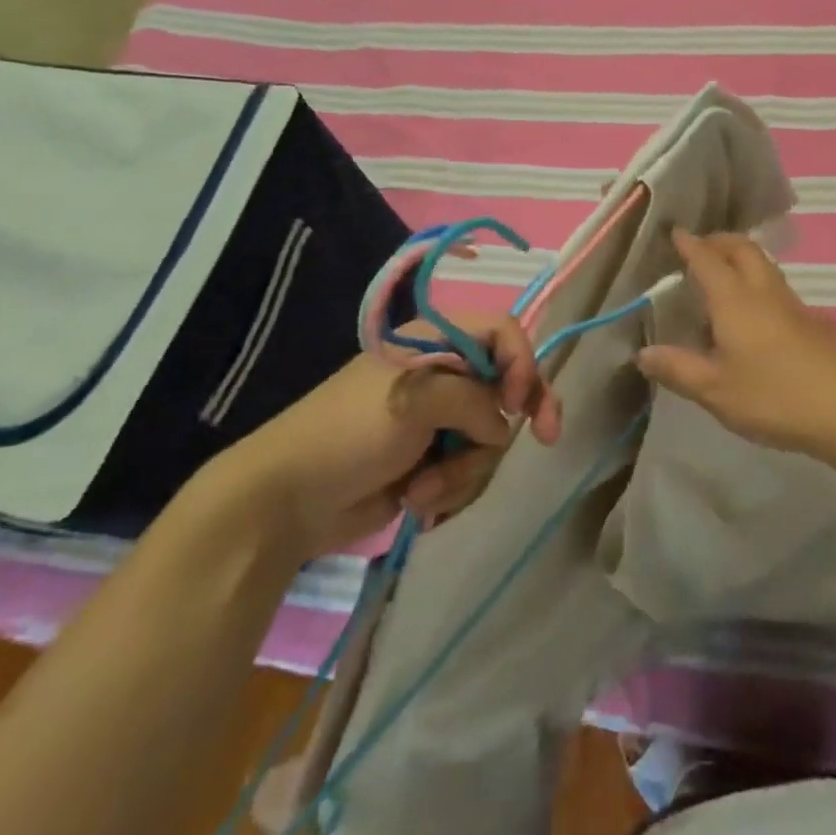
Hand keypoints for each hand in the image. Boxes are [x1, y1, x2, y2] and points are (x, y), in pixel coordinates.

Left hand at [212, 313, 559, 559]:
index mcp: (435, 343)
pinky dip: (450, 486)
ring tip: (423, 487)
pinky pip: (470, 469)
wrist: (287, 502)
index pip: (501, 332)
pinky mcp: (432, 461)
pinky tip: (417, 500)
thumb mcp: (415, 400)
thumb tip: (500, 426)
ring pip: (490, 436)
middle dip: (517, 416)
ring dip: (465, 467)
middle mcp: (443, 376)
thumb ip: (474, 401)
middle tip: (548, 437)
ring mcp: (438, 421)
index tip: (520, 400)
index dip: (522, 359)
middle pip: (507, 385)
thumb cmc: (349, 433)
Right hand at [635, 229, 835, 458]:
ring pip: (764, 266)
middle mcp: (764, 292)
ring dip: (741, 260)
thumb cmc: (774, 396)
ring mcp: (793, 305)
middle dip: (719, 241)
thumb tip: (643, 353)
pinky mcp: (812, 323)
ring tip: (722, 278)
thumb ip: (678, 369)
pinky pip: (777, 288)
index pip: (707, 260)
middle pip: (743, 249)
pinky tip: (753, 315)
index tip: (676, 232)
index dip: (690, 244)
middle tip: (700, 248)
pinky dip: (758, 284)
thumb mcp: (715, 390)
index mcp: (734, 300)